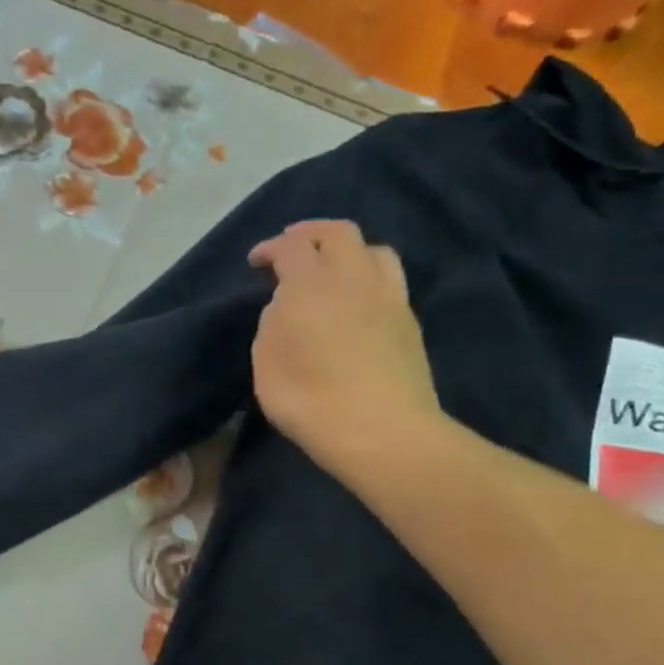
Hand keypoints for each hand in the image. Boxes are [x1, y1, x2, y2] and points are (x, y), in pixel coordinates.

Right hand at [248, 220, 441, 478]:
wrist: (380, 431)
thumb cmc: (308, 399)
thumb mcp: (265, 362)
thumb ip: (272, 323)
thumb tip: (286, 306)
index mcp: (310, 285)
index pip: (291, 247)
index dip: (270, 248)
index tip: (255, 261)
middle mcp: (353, 279)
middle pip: (338, 233)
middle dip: (310, 233)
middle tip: (291, 246)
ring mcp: (388, 297)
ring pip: (373, 250)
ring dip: (347, 250)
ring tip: (330, 267)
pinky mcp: (408, 320)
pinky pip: (389, 279)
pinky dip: (367, 275)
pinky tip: (355, 298)